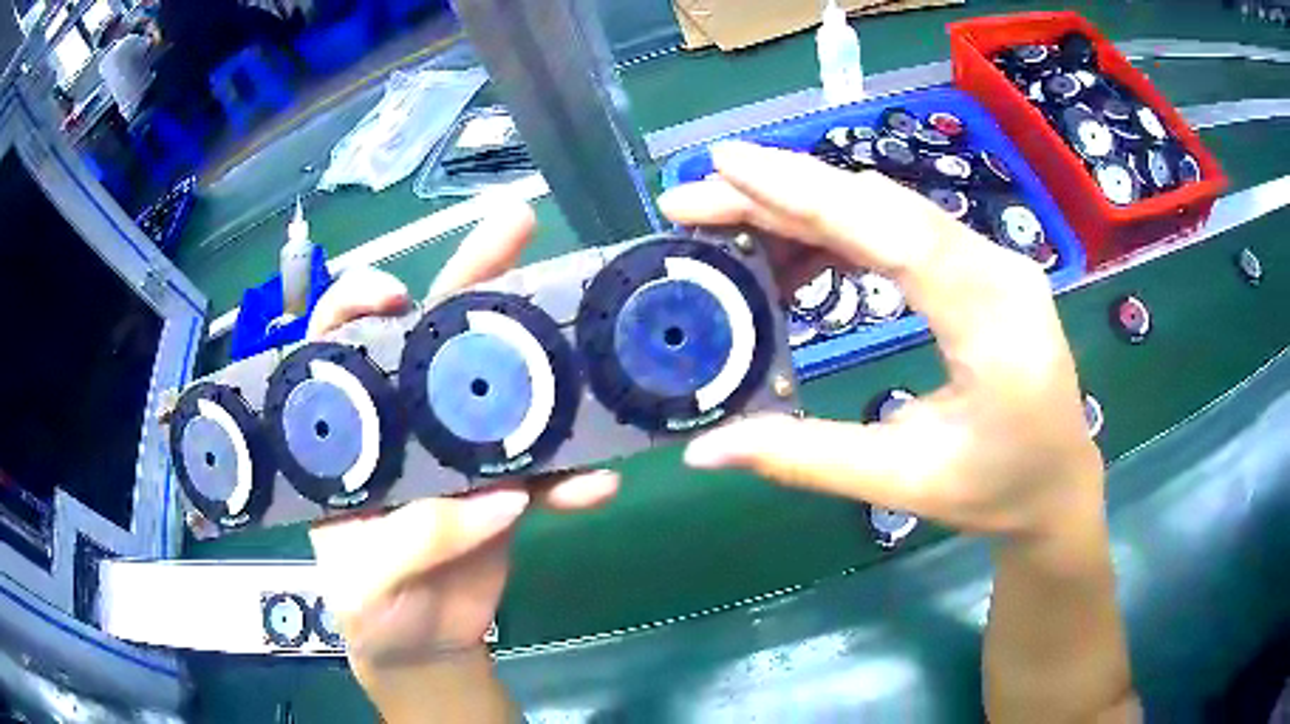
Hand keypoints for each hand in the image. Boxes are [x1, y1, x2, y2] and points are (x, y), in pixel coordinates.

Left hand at [306, 203, 619, 683]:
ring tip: (588, 329)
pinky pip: (543, 471)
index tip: (394, 293)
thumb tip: (499, 499)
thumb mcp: (367, 584)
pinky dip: (570, 476)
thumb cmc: (371, 610)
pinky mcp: (503, 488)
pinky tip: (596, 483)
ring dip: (541, 357)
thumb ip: (414, 542)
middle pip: (431, 339)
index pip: (337, 346)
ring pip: (495, 386)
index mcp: (346, 436)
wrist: (422, 645)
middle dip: (471, 279)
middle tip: (516, 227)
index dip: (358, 305)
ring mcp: (457, 453)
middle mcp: (401, 426)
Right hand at [659, 141, 1103, 537]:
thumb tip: (704, 449)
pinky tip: (794, 257)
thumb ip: (805, 458)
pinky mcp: (977, 267)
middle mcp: (996, 268)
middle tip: (695, 199)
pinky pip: (899, 231)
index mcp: (992, 319)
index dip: (807, 191)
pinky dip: (838, 233)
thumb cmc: (998, 490)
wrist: (1060, 483)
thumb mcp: (903, 481)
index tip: (725, 165)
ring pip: (885, 211)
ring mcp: (990, 260)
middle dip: (781, 193)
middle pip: (880, 206)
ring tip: (728, 230)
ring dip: (804, 210)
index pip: (894, 231)